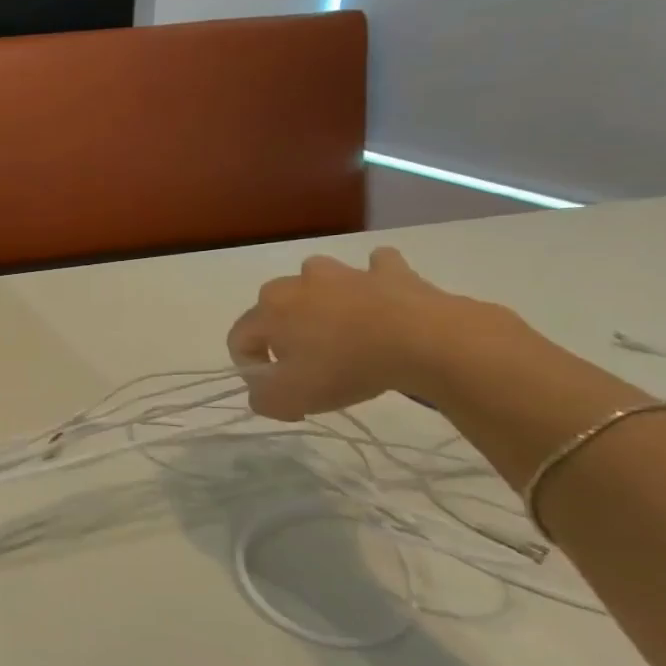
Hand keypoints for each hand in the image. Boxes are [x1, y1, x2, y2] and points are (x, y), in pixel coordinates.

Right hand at [226, 247, 506, 419]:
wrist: (425, 341)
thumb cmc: (347, 367)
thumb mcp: (292, 399)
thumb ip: (263, 399)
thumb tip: (264, 392)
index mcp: (268, 309)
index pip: (239, 338)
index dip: (251, 367)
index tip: (277, 390)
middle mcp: (297, 282)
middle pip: (274, 306)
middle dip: (283, 332)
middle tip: (308, 363)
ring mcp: (344, 272)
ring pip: (319, 278)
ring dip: (322, 297)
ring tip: (341, 327)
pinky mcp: (389, 271)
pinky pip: (376, 267)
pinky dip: (375, 278)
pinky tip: (382, 295)